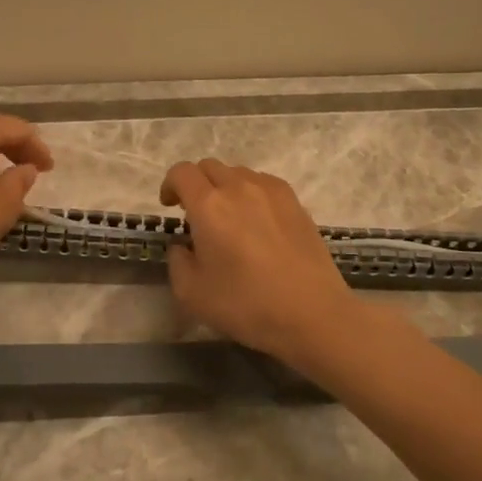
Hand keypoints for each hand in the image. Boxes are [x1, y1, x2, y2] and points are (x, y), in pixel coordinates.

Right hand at [159, 159, 358, 367]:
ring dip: (224, 187)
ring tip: (229, 218)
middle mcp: (239, 187)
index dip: (170, 185)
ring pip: (238, 173)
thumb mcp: (191, 293)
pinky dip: (251, 193)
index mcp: (209, 205)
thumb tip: (183, 245)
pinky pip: (264, 184)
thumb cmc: (246, 304)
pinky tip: (257, 222)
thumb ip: (177, 261)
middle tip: (195, 214)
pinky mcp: (295, 202)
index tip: (170, 206)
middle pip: (209, 167)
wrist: (311, 313)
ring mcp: (271, 191)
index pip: (181, 172)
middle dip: (196, 184)